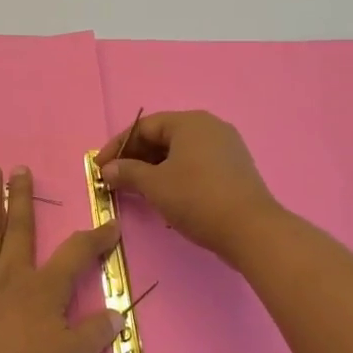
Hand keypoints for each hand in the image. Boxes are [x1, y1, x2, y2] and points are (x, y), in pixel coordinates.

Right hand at [101, 110, 281, 260]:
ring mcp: (226, 148)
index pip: (144, 126)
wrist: (252, 230)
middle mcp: (210, 127)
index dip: (118, 146)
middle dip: (136, 158)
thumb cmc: (197, 198)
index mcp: (190, 122)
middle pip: (163, 137)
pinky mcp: (235, 169)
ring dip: (154, 169)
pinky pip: (196, 164)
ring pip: (180, 152)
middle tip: (116, 180)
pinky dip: (175, 175)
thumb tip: (108, 169)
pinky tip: (166, 196)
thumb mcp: (155, 185)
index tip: (100, 167)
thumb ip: (127, 172)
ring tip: (137, 191)